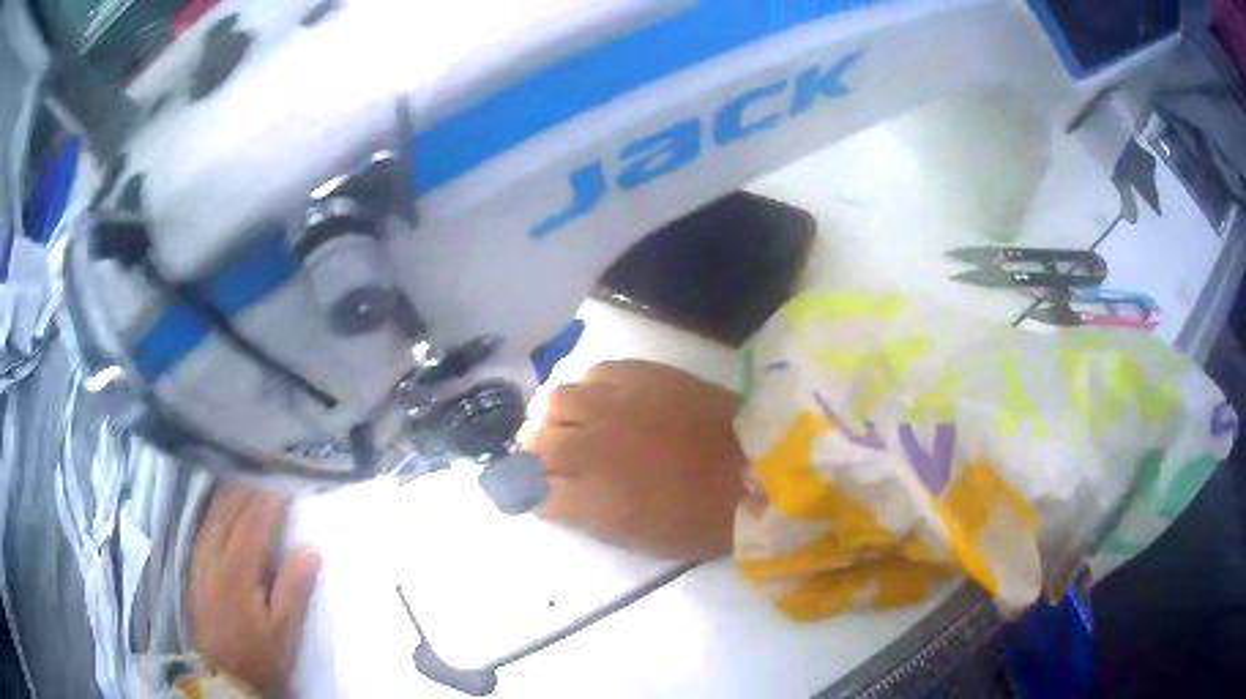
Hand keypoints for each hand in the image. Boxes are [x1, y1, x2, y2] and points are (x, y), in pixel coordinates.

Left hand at [190, 486, 321, 697]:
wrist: (223, 674)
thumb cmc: (259, 655)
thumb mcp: (284, 630)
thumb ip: (294, 588)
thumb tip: (310, 548)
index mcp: (237, 568)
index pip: (255, 522)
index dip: (271, 500)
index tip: (288, 482)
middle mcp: (214, 554)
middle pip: (231, 510)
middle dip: (251, 490)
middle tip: (271, 474)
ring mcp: (200, 559)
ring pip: (214, 514)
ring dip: (232, 494)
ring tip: (249, 479)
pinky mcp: (195, 567)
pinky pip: (204, 525)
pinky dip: (217, 508)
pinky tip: (222, 505)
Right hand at [521, 360, 747, 560]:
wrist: (755, 470)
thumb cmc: (703, 518)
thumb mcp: (641, 538)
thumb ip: (590, 517)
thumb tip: (557, 498)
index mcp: (591, 498)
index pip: (533, 491)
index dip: (530, 492)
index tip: (536, 492)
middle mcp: (591, 446)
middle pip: (537, 444)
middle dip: (535, 454)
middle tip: (546, 457)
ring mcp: (614, 405)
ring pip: (556, 401)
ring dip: (554, 417)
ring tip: (567, 422)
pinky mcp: (640, 375)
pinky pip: (594, 373)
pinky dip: (587, 388)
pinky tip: (597, 398)